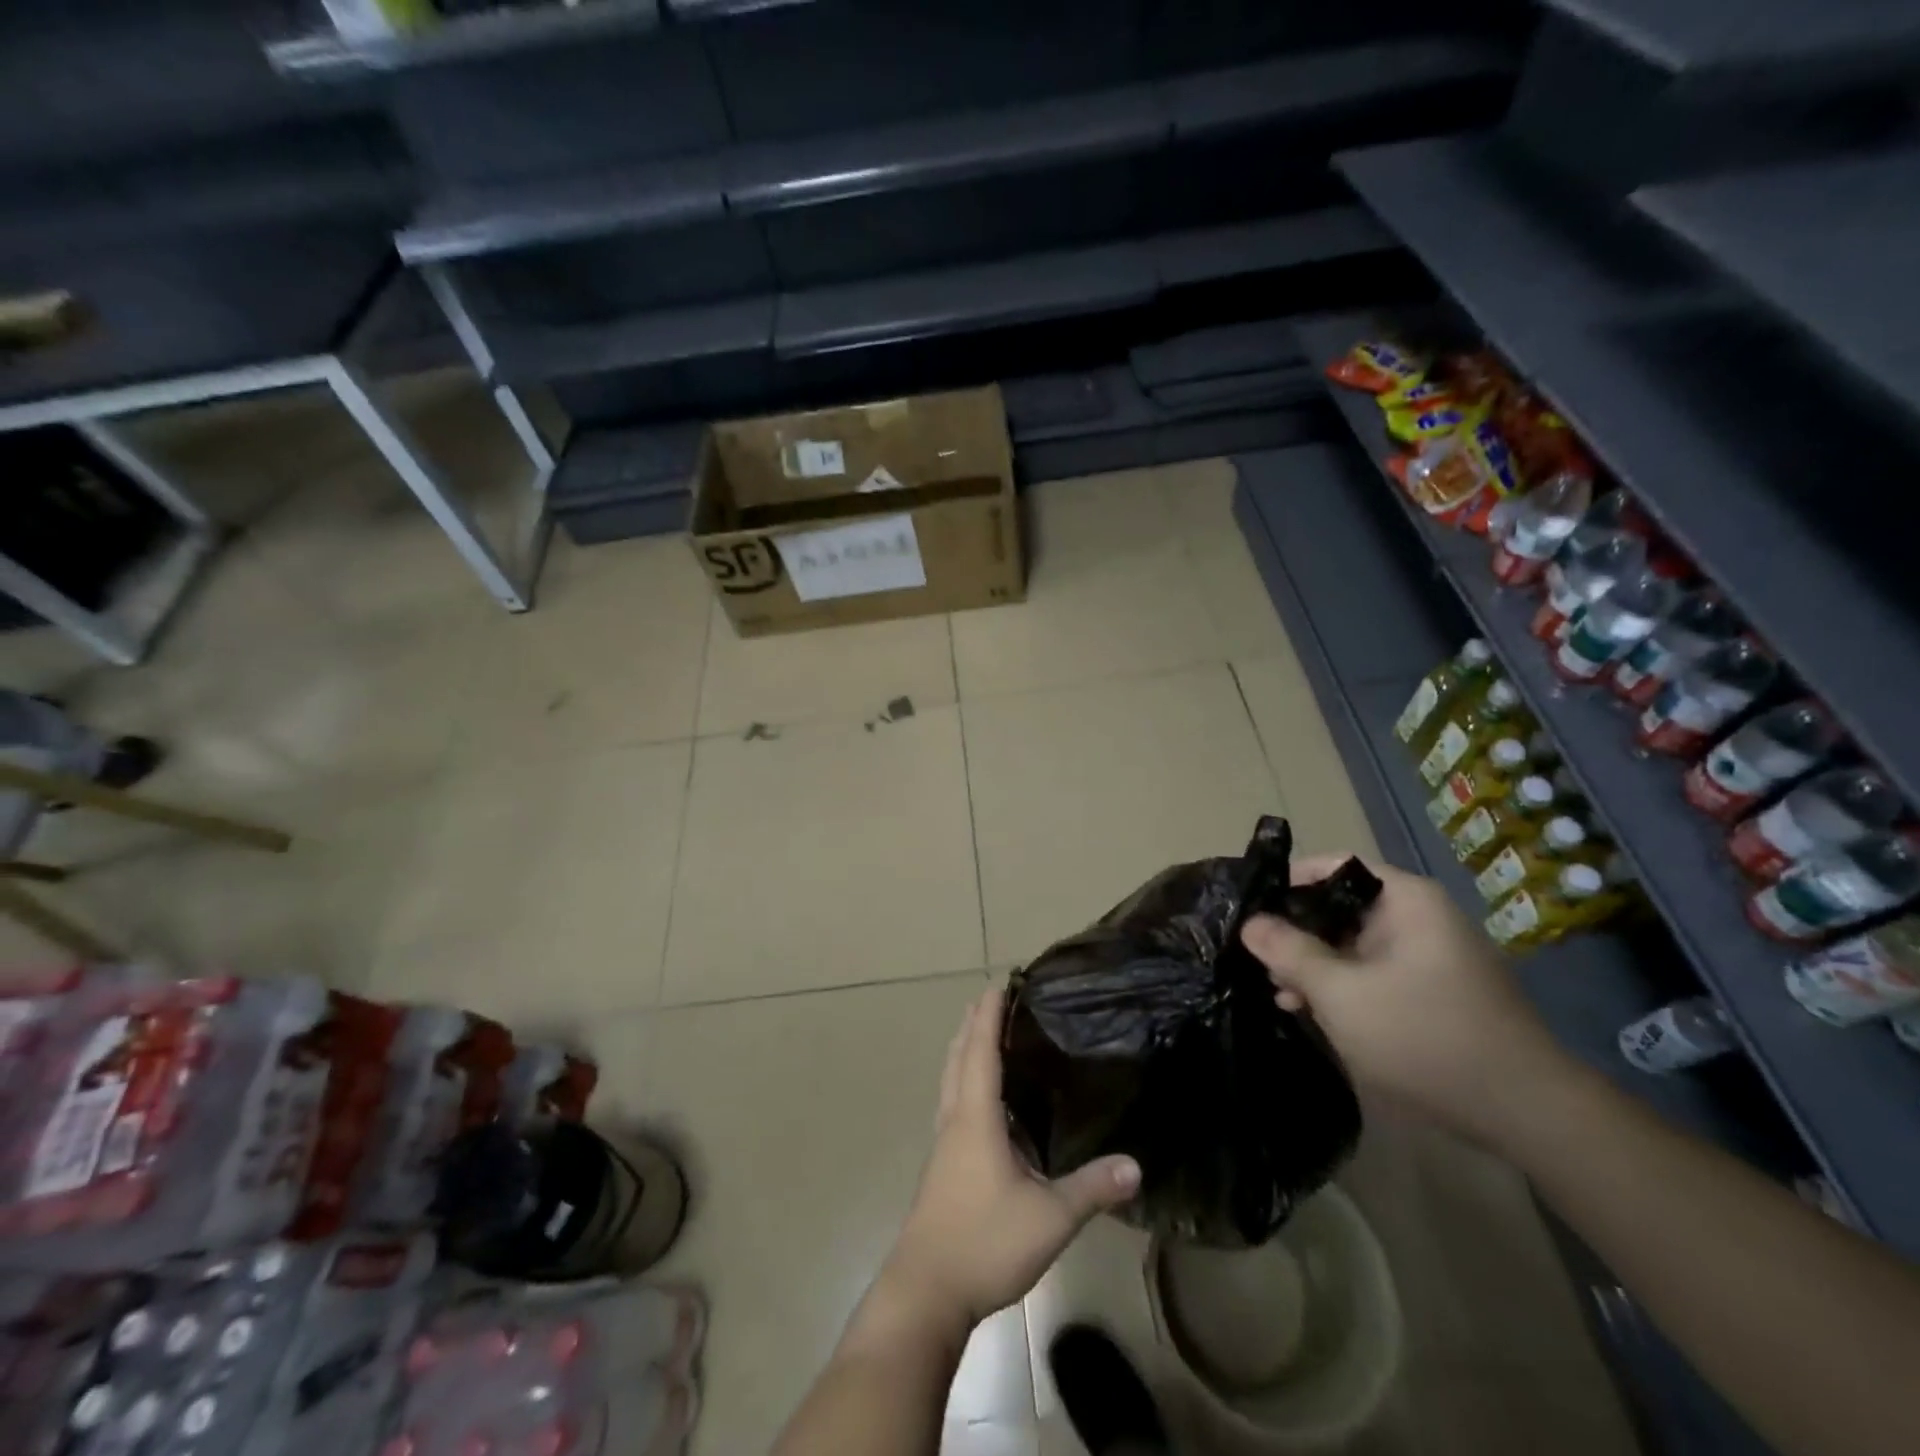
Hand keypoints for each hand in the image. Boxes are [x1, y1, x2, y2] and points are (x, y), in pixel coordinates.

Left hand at [884, 987, 1140, 1330]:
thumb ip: (1092, 1189)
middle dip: (973, 1025)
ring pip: (951, 1081)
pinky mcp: (942, 1166)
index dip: (988, 1015)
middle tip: (994, 1000)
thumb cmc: (984, 1242)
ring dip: (966, 1052)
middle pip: (959, 1057)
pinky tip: (985, 1103)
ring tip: (986, 1037)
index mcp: (975, 1117)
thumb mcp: (1049, 1217)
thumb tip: (1135, 1164)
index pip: (981, 1050)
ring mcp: (944, 1144)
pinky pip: (953, 1105)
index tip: (998, 983)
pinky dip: (965, 1082)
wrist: (925, 1291)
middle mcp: (954, 1119)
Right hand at [1241, 855, 1570, 1141]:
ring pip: (1353, 944)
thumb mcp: (1341, 993)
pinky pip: (1373, 972)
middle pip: (1341, 907)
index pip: (1334, 867)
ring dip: (1314, 964)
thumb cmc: (1424, 1036)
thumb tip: (1249, 923)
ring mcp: (1428, 956)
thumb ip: (1290, 952)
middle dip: (1296, 931)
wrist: (1525, 1114)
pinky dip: (1341, 985)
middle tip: (1254, 955)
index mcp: (1406, 901)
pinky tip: (1309, 1010)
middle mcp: (1419, 918)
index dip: (1289, 881)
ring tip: (1276, 989)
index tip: (1249, 906)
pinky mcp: (1432, 992)